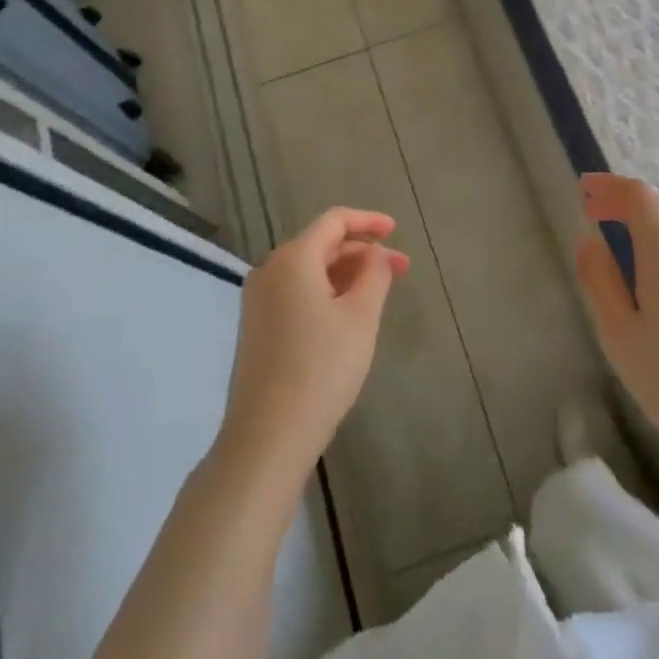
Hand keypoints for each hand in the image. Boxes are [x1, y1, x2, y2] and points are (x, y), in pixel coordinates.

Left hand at [217, 208, 409, 488]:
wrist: (267, 437)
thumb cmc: (321, 369)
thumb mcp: (361, 317)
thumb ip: (374, 274)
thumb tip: (375, 253)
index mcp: (293, 259)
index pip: (334, 221)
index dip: (368, 221)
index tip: (396, 230)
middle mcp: (269, 271)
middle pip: (321, 245)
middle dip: (363, 252)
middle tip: (401, 270)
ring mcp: (258, 301)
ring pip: (309, 271)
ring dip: (346, 274)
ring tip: (379, 294)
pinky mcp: (257, 328)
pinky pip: (297, 294)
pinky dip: (326, 293)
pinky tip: (348, 316)